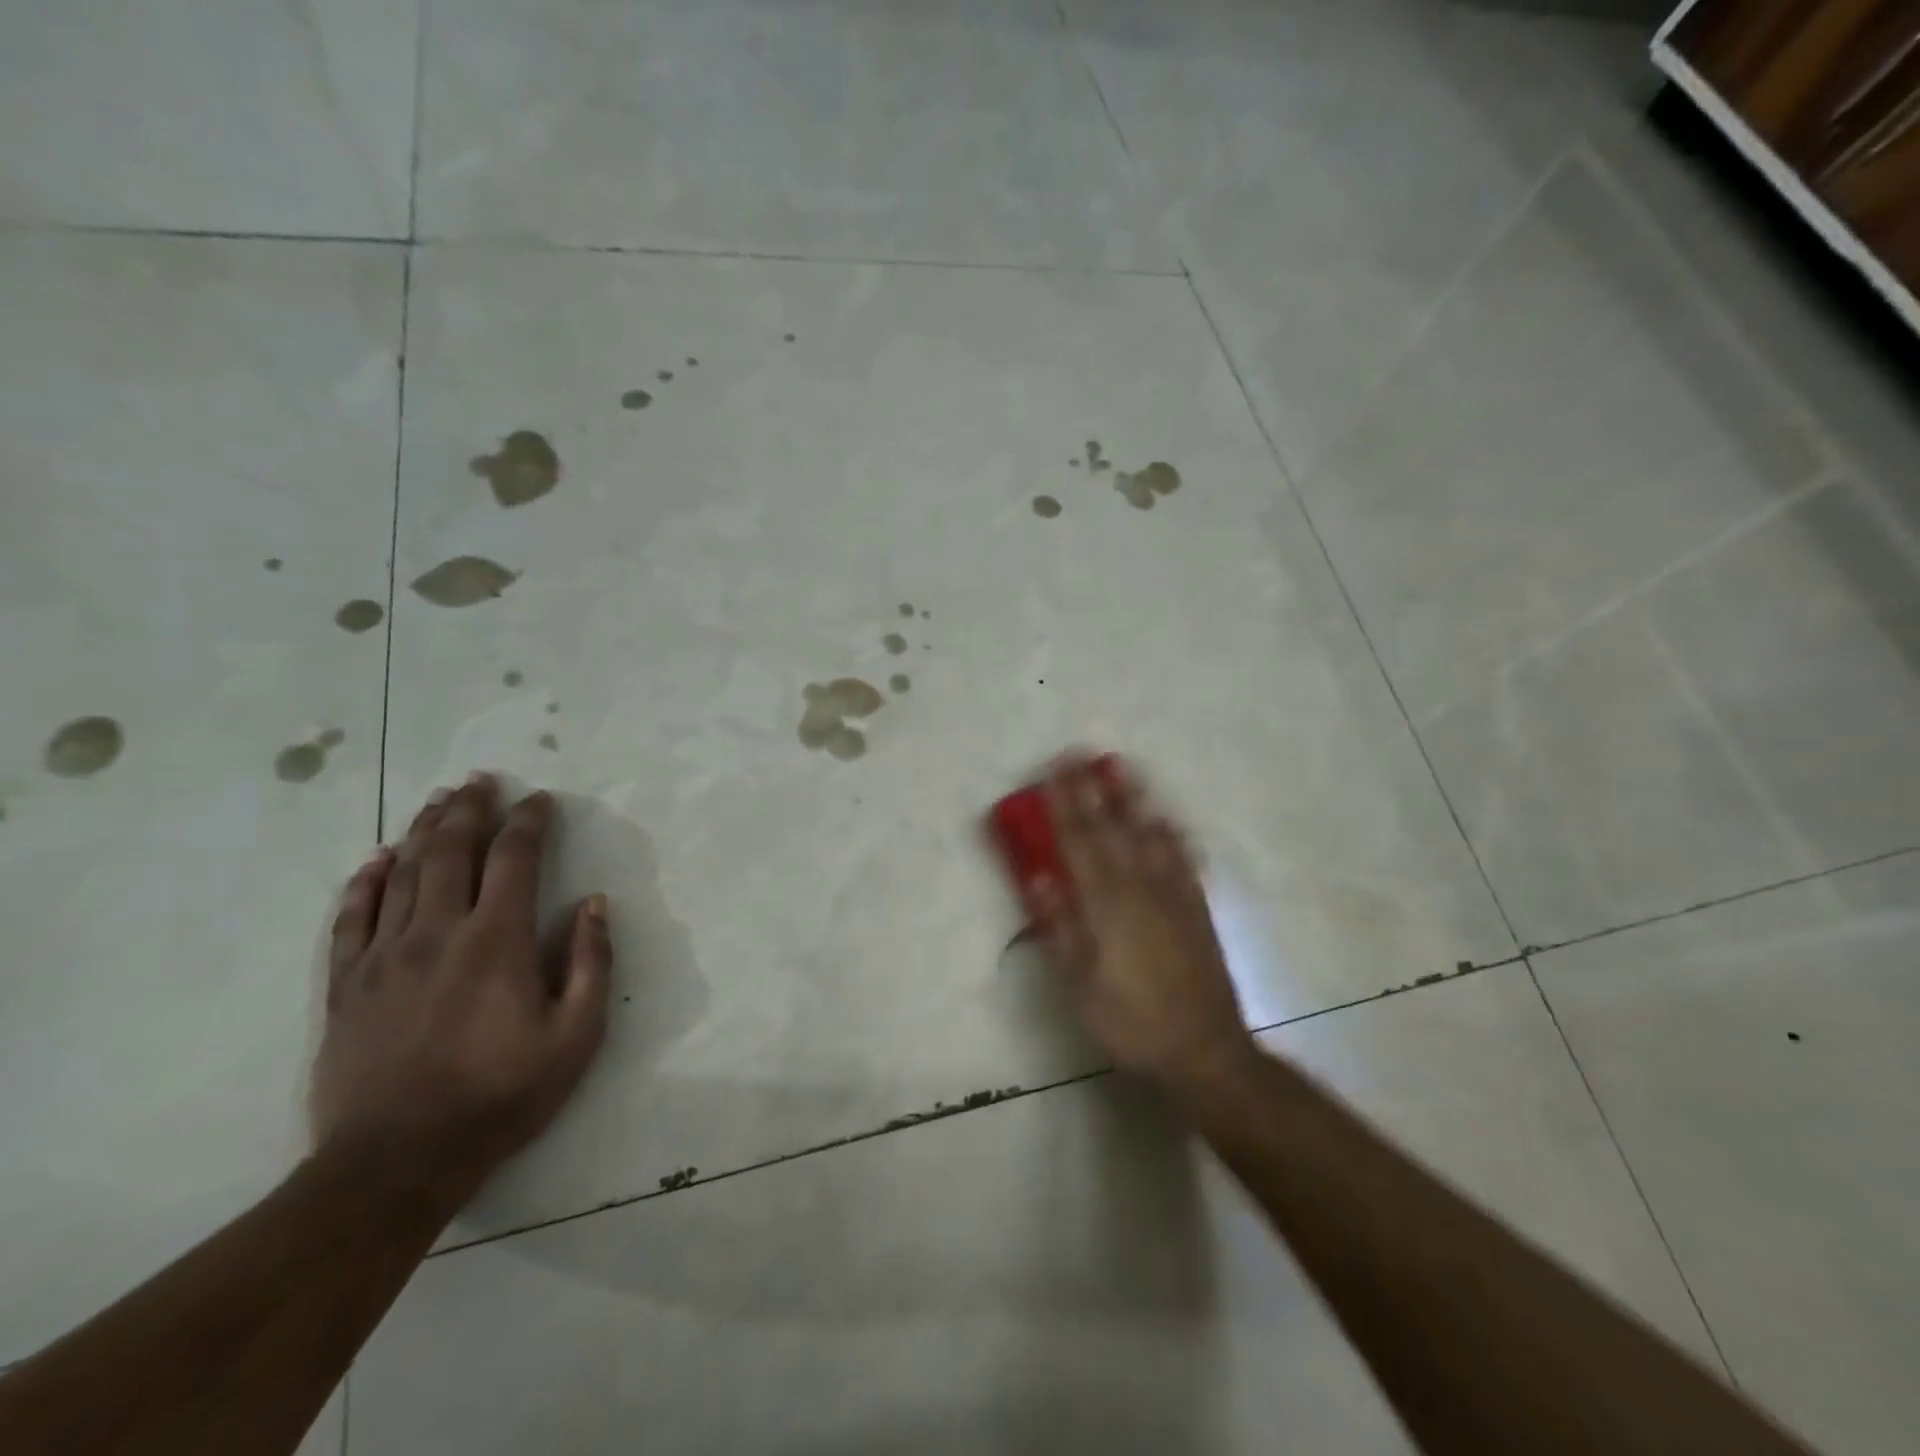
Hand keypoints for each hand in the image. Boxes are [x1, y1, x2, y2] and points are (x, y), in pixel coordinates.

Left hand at [311, 775, 610, 1209]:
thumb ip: (591, 962)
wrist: (397, 1162)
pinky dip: (365, 881)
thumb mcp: (577, 1035)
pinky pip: (351, 918)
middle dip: (470, 808)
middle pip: (451, 850)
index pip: (514, 858)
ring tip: (439, 800)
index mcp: (496, 940)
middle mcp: (437, 932)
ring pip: (402, 873)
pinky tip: (378, 859)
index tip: (540, 800)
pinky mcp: (346, 985)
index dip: (529, 821)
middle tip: (482, 780)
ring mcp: (384, 955)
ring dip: (423, 830)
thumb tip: (594, 904)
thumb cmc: (501, 1094)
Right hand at [1028, 755, 1254, 1089]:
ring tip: (1121, 767)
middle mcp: (1139, 889)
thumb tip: (1039, 876)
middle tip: (1079, 753)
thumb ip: (1061, 926)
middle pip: (1111, 830)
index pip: (1079, 843)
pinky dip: (1171, 834)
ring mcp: (1172, 896)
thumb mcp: (1081, 984)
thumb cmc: (1130, 1021)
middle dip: (1091, 790)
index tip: (1053, 771)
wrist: (1203, 1050)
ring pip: (1148, 835)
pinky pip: (1182, 859)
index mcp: (1106, 906)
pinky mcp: (1195, 908)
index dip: (1064, 805)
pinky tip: (1166, 818)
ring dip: (1132, 799)